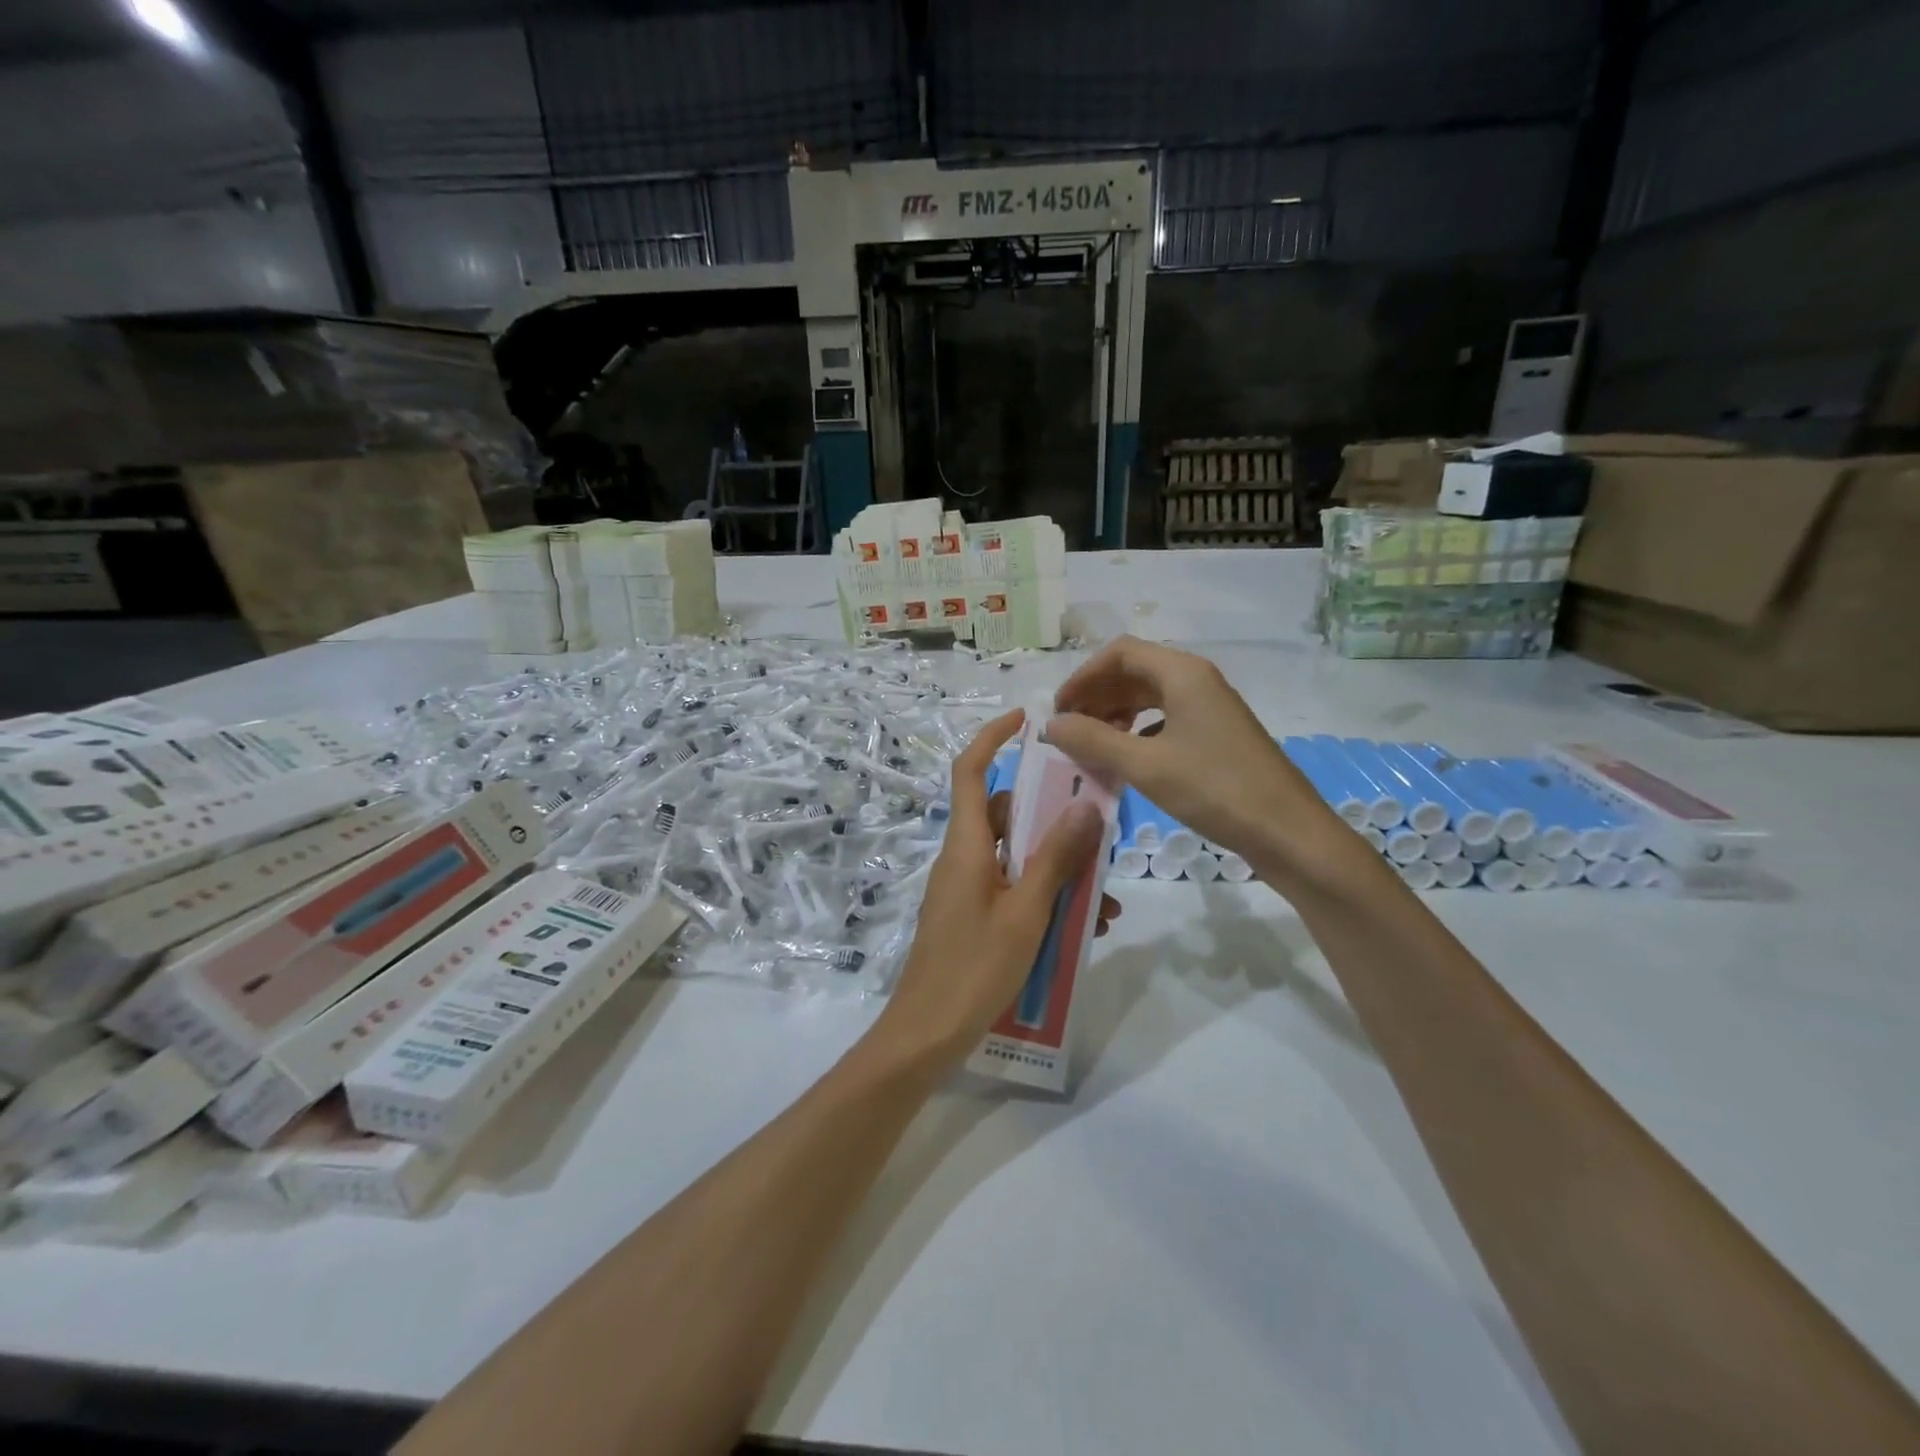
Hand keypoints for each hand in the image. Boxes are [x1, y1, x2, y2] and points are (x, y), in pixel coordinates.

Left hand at [871, 710, 1117, 1067]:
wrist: (928, 1033)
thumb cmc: (975, 967)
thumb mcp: (1027, 911)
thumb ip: (1055, 857)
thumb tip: (1085, 804)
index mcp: (966, 844)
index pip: (971, 770)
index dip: (992, 738)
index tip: (1027, 721)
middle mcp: (963, 857)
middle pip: (1005, 815)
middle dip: (1052, 819)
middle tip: (1097, 828)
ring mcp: (967, 889)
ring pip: (1017, 858)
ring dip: (1059, 869)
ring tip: (1103, 900)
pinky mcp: (973, 916)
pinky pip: (1014, 890)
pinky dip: (1045, 898)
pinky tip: (1084, 928)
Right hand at [1045, 637, 1362, 890]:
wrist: (1288, 832)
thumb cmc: (1215, 790)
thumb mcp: (1145, 765)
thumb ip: (1093, 740)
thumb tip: (1051, 725)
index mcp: (1182, 673)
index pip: (1119, 653)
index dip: (1082, 677)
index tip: (1059, 711)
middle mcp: (1197, 681)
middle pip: (1134, 672)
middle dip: (1096, 696)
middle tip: (1069, 730)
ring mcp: (1211, 708)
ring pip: (1150, 696)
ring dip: (1115, 714)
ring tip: (1092, 744)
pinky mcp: (1217, 735)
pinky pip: (1166, 720)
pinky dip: (1138, 732)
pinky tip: (1127, 759)